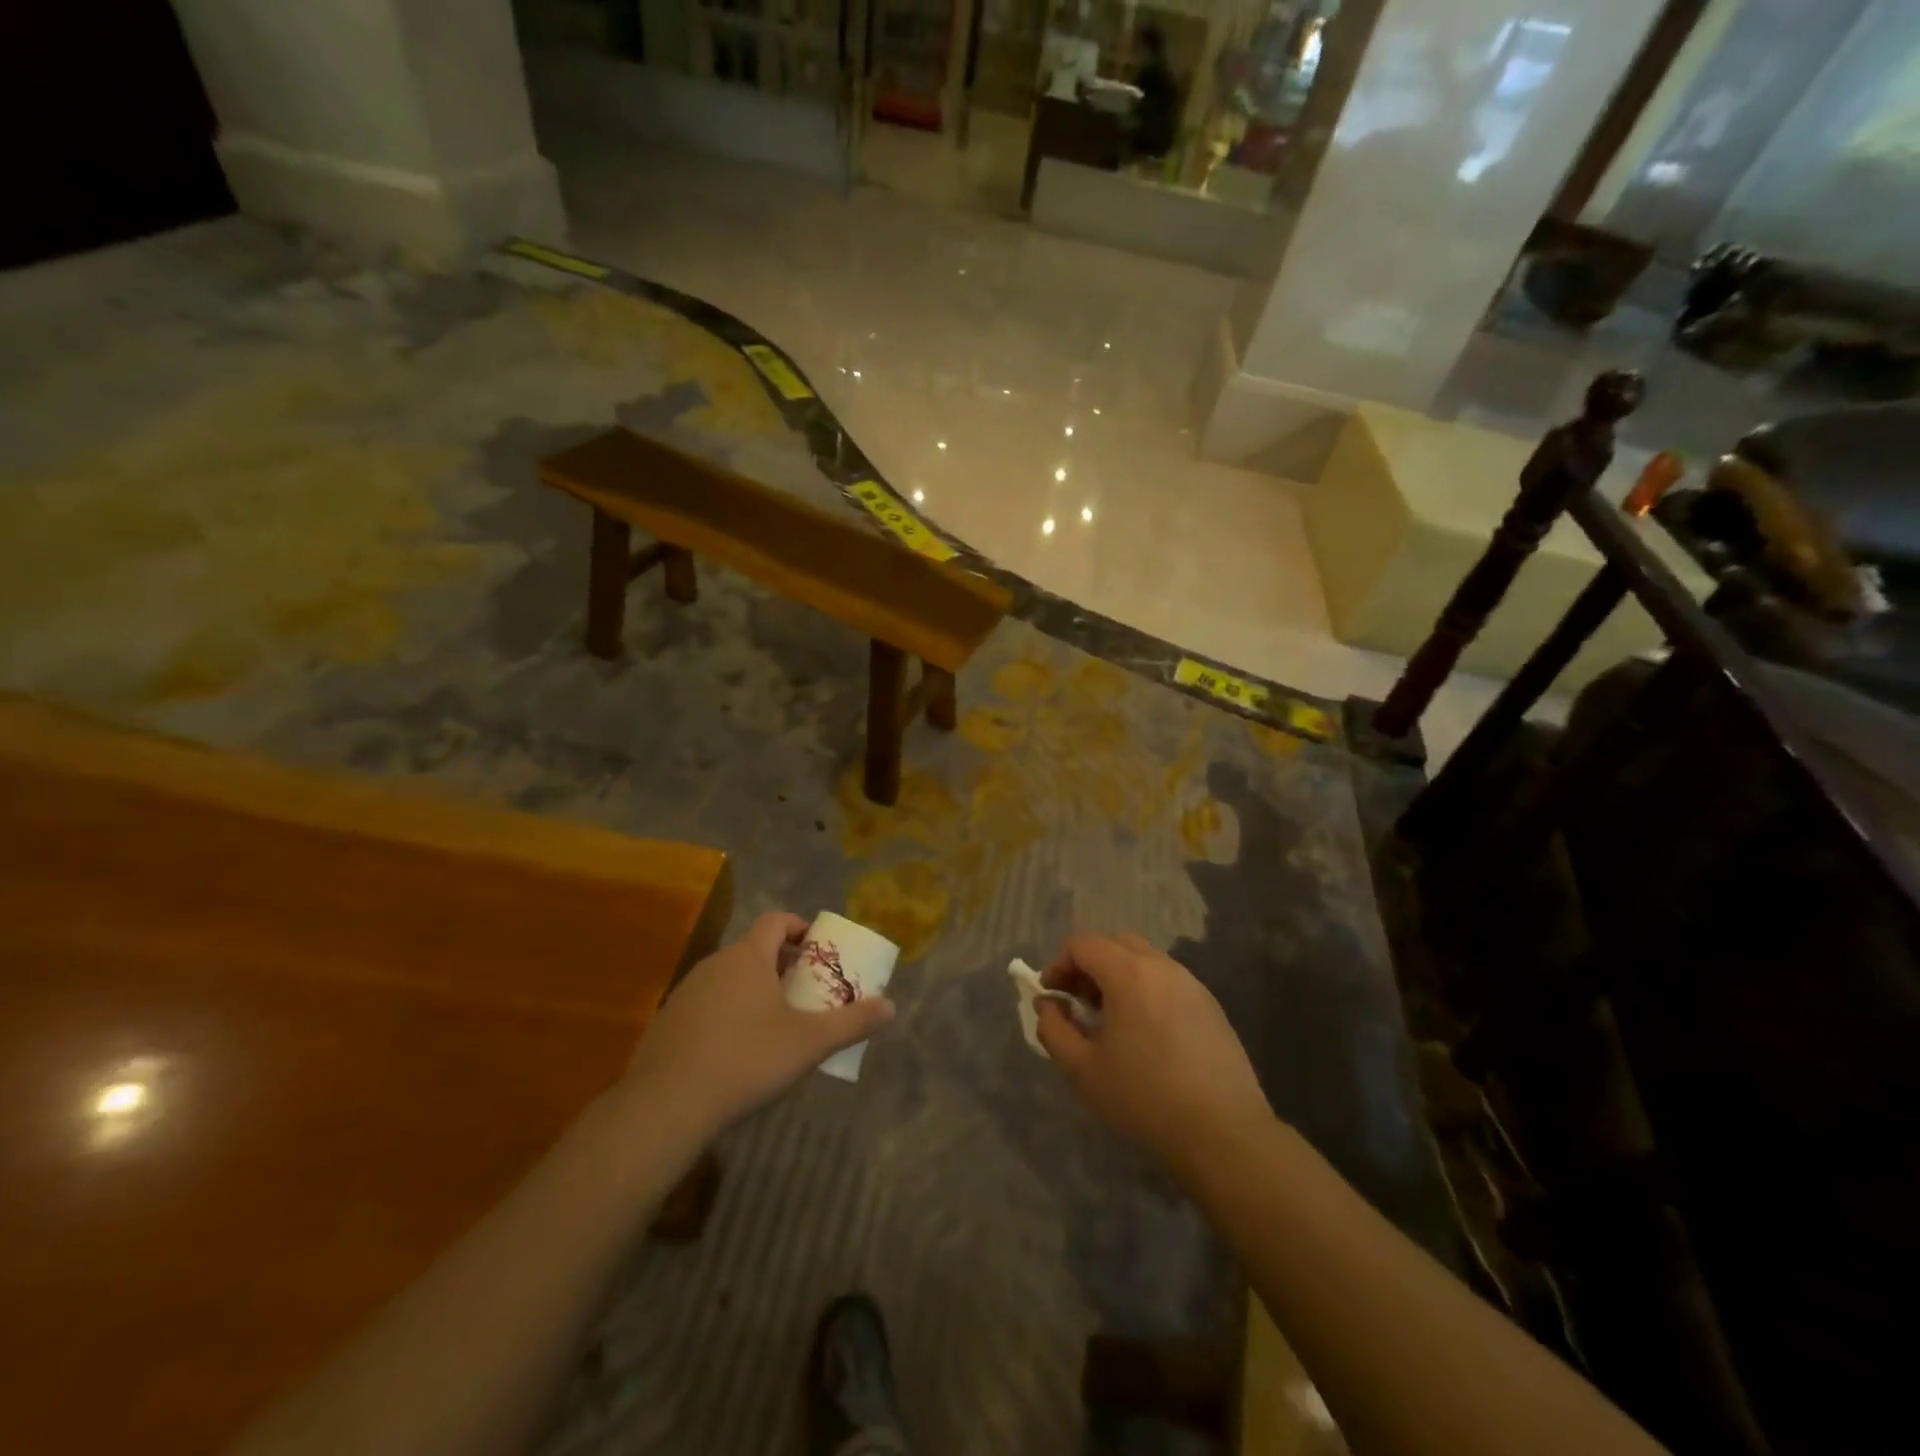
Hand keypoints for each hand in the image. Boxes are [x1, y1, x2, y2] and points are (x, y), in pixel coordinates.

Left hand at [621, 912, 894, 1134]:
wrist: (666, 1106)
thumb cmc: (747, 1059)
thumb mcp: (810, 1042)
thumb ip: (852, 1022)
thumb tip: (891, 1006)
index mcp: (748, 956)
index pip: (776, 920)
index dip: (800, 929)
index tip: (818, 951)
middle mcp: (715, 963)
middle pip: (754, 949)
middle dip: (783, 965)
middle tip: (807, 991)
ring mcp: (686, 992)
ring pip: (730, 977)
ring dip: (755, 989)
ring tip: (777, 1023)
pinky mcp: (667, 1022)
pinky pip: (708, 1004)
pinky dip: (728, 1013)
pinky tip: (738, 1051)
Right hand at [1036, 932, 1270, 1174]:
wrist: (1223, 1133)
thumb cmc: (1144, 1099)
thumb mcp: (1083, 1070)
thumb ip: (1054, 1029)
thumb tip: (1048, 1005)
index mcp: (1129, 974)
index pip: (1084, 943)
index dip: (1059, 964)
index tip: (1052, 996)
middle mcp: (1162, 967)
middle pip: (1115, 943)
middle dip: (1089, 965)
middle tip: (1079, 1003)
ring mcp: (1192, 984)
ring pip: (1145, 960)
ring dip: (1119, 976)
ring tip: (1111, 1020)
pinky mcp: (1211, 1006)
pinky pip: (1168, 981)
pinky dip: (1146, 990)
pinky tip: (1146, 1034)